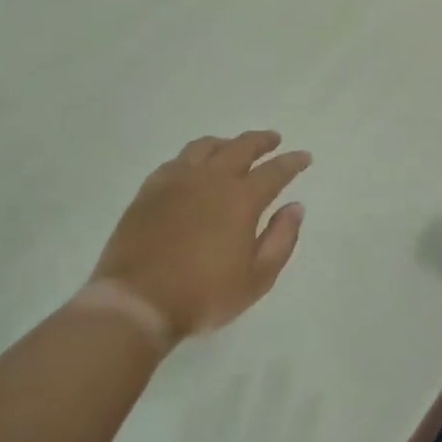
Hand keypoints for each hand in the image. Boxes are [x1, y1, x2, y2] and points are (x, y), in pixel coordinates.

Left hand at [88, 131, 310, 344]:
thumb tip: (295, 207)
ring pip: (204, 147)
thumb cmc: (204, 295)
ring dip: (225, 143)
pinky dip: (193, 157)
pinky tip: (193, 167)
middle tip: (273, 140)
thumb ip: (281, 239)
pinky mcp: (149, 190)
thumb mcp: (257, 278)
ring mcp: (175, 181)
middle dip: (261, 141)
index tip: (304, 157)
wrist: (138, 302)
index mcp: (241, 199)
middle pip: (240, 147)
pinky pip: (175, 161)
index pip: (274, 171)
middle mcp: (210, 180)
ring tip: (233, 147)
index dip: (292, 162)